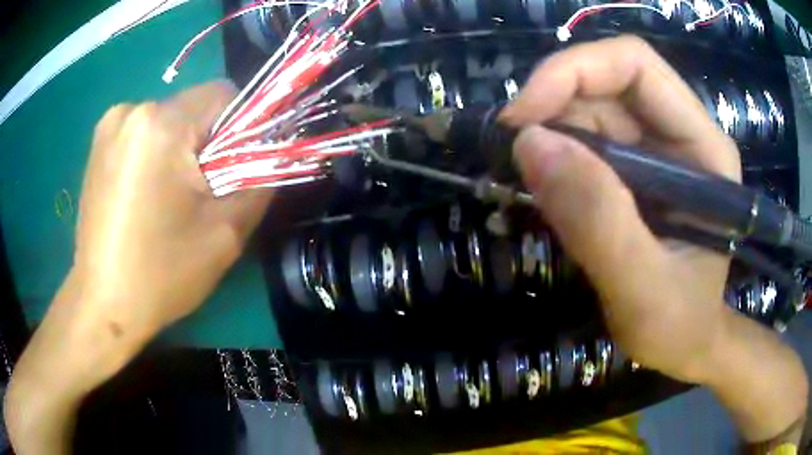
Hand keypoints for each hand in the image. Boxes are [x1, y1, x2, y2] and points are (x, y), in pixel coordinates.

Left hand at [5, 81, 272, 453]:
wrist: (104, 305)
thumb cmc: (161, 273)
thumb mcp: (226, 233)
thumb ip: (260, 180)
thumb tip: (274, 153)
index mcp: (161, 124)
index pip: (224, 94)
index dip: (241, 128)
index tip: (234, 170)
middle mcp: (132, 110)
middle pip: (194, 109)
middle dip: (207, 144)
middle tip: (201, 194)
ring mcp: (109, 125)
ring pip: (169, 121)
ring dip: (180, 151)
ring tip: (169, 199)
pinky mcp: (98, 143)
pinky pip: (144, 134)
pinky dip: (155, 155)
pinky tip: (146, 195)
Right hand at [502, 35, 740, 382]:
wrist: (688, 345)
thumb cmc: (680, 326)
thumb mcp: (643, 290)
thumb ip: (599, 223)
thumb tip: (530, 145)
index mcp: (703, 147)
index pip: (635, 65)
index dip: (574, 72)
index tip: (523, 118)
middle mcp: (681, 132)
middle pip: (607, 82)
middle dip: (552, 105)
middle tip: (510, 151)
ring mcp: (658, 149)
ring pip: (590, 108)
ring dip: (549, 133)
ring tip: (523, 178)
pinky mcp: (637, 169)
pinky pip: (586, 140)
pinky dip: (554, 155)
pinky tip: (542, 188)